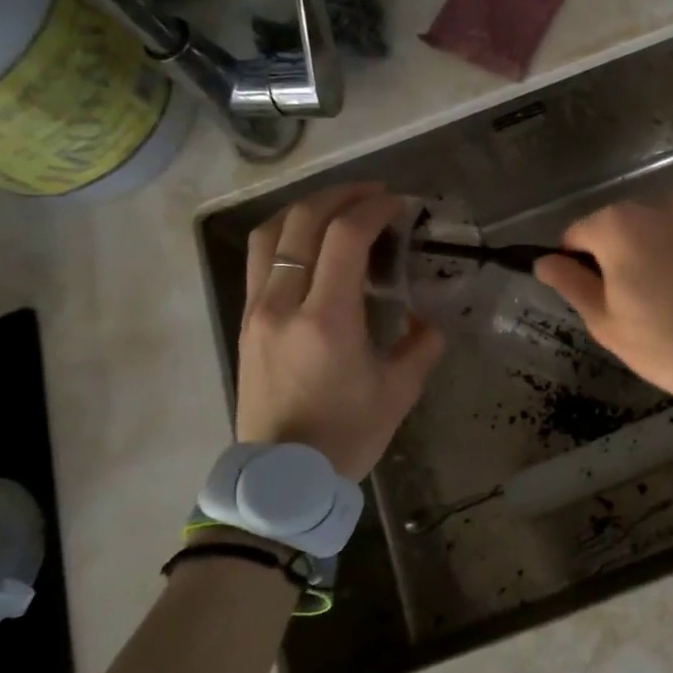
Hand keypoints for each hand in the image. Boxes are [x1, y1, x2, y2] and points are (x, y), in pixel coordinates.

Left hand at [235, 184, 444, 480]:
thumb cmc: (347, 435)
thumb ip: (422, 343)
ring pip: (271, 234)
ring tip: (338, 207)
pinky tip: (310, 242)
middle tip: (374, 194)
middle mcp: (284, 304)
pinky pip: (260, 259)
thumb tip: (426, 314)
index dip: (374, 209)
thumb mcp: (400, 390)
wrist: (282, 478)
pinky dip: (287, 235)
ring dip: (306, 209)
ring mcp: (257, 311)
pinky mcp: (246, 322)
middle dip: (342, 196)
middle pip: (303, 223)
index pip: (345, 238)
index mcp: (327, 320)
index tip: (399, 204)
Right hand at [534, 190, 672, 399]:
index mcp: (620, 227)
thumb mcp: (608, 324)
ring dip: (672, 246)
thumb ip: (572, 284)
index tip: (596, 290)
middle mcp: (664, 204)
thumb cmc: (669, 346)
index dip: (579, 261)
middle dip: (630, 251)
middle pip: (630, 223)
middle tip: (647, 297)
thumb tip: (544, 260)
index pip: (580, 232)